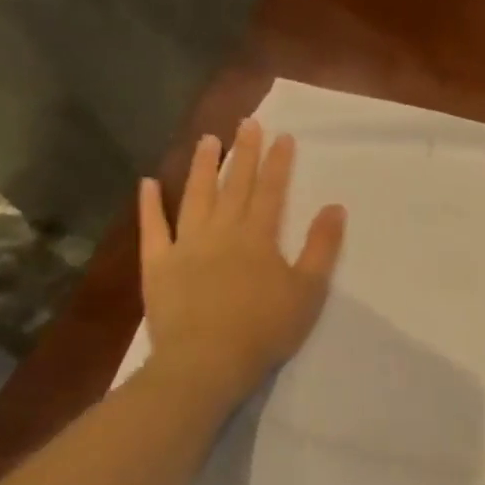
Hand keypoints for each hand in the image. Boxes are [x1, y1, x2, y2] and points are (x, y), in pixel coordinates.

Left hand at [137, 119, 345, 406]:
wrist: (207, 361)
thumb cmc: (265, 328)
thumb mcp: (308, 290)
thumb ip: (322, 246)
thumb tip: (335, 207)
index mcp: (259, 236)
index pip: (271, 190)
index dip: (278, 162)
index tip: (282, 135)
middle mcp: (222, 231)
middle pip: (235, 185)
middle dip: (244, 153)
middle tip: (247, 123)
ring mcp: (186, 245)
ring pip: (196, 197)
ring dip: (203, 167)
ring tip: (208, 140)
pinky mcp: (158, 264)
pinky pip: (153, 228)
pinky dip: (150, 205)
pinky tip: (149, 183)